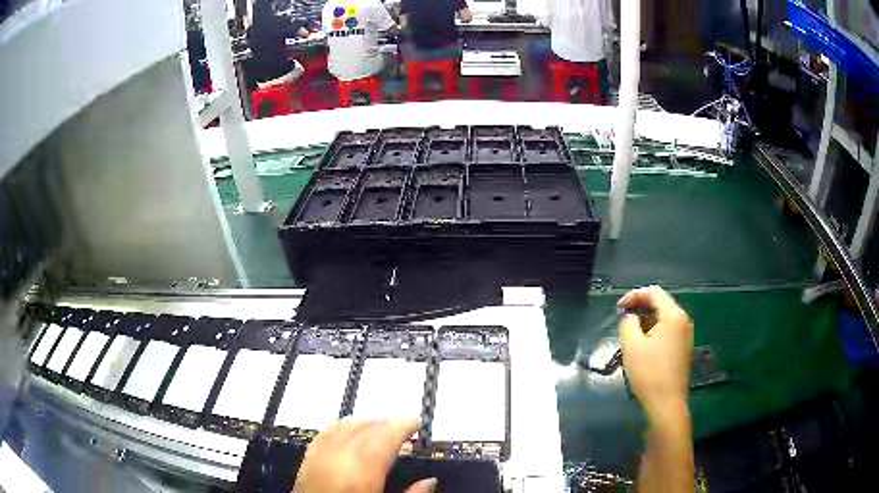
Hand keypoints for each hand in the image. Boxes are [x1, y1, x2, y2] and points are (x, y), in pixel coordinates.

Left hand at [294, 418, 436, 492]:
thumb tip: (430, 481)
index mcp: (358, 475)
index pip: (381, 438)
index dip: (401, 426)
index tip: (417, 421)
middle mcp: (335, 461)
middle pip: (360, 429)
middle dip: (384, 422)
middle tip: (405, 425)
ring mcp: (316, 461)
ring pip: (339, 428)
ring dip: (363, 423)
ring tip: (381, 427)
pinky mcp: (304, 466)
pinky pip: (323, 437)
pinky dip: (341, 429)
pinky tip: (349, 434)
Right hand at [618, 286, 693, 417]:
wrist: (667, 403)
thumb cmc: (649, 373)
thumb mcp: (631, 346)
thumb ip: (628, 324)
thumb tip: (629, 317)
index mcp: (673, 316)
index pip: (654, 293)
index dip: (634, 296)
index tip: (618, 308)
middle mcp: (684, 321)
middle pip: (661, 304)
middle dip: (640, 308)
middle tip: (623, 319)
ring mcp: (686, 336)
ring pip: (665, 318)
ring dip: (647, 320)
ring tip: (631, 332)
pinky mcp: (684, 349)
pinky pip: (669, 331)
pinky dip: (655, 331)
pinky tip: (643, 345)